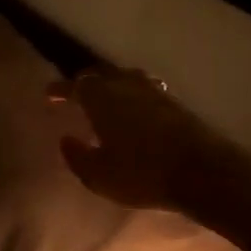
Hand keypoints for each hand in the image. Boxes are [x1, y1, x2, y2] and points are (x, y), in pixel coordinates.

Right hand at [48, 65, 241, 212]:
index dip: (60, 89)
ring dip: (112, 85)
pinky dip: (133, 94)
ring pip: (126, 78)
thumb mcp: (98, 175)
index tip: (49, 94)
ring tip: (106, 97)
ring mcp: (154, 91)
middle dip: (86, 83)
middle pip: (101, 75)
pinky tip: (135, 107)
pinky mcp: (175, 103)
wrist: (201, 171)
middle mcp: (127, 86)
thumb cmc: (141, 173)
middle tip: (75, 94)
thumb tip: (65, 139)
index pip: (76, 85)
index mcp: (102, 98)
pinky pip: (145, 89)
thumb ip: (77, 156)